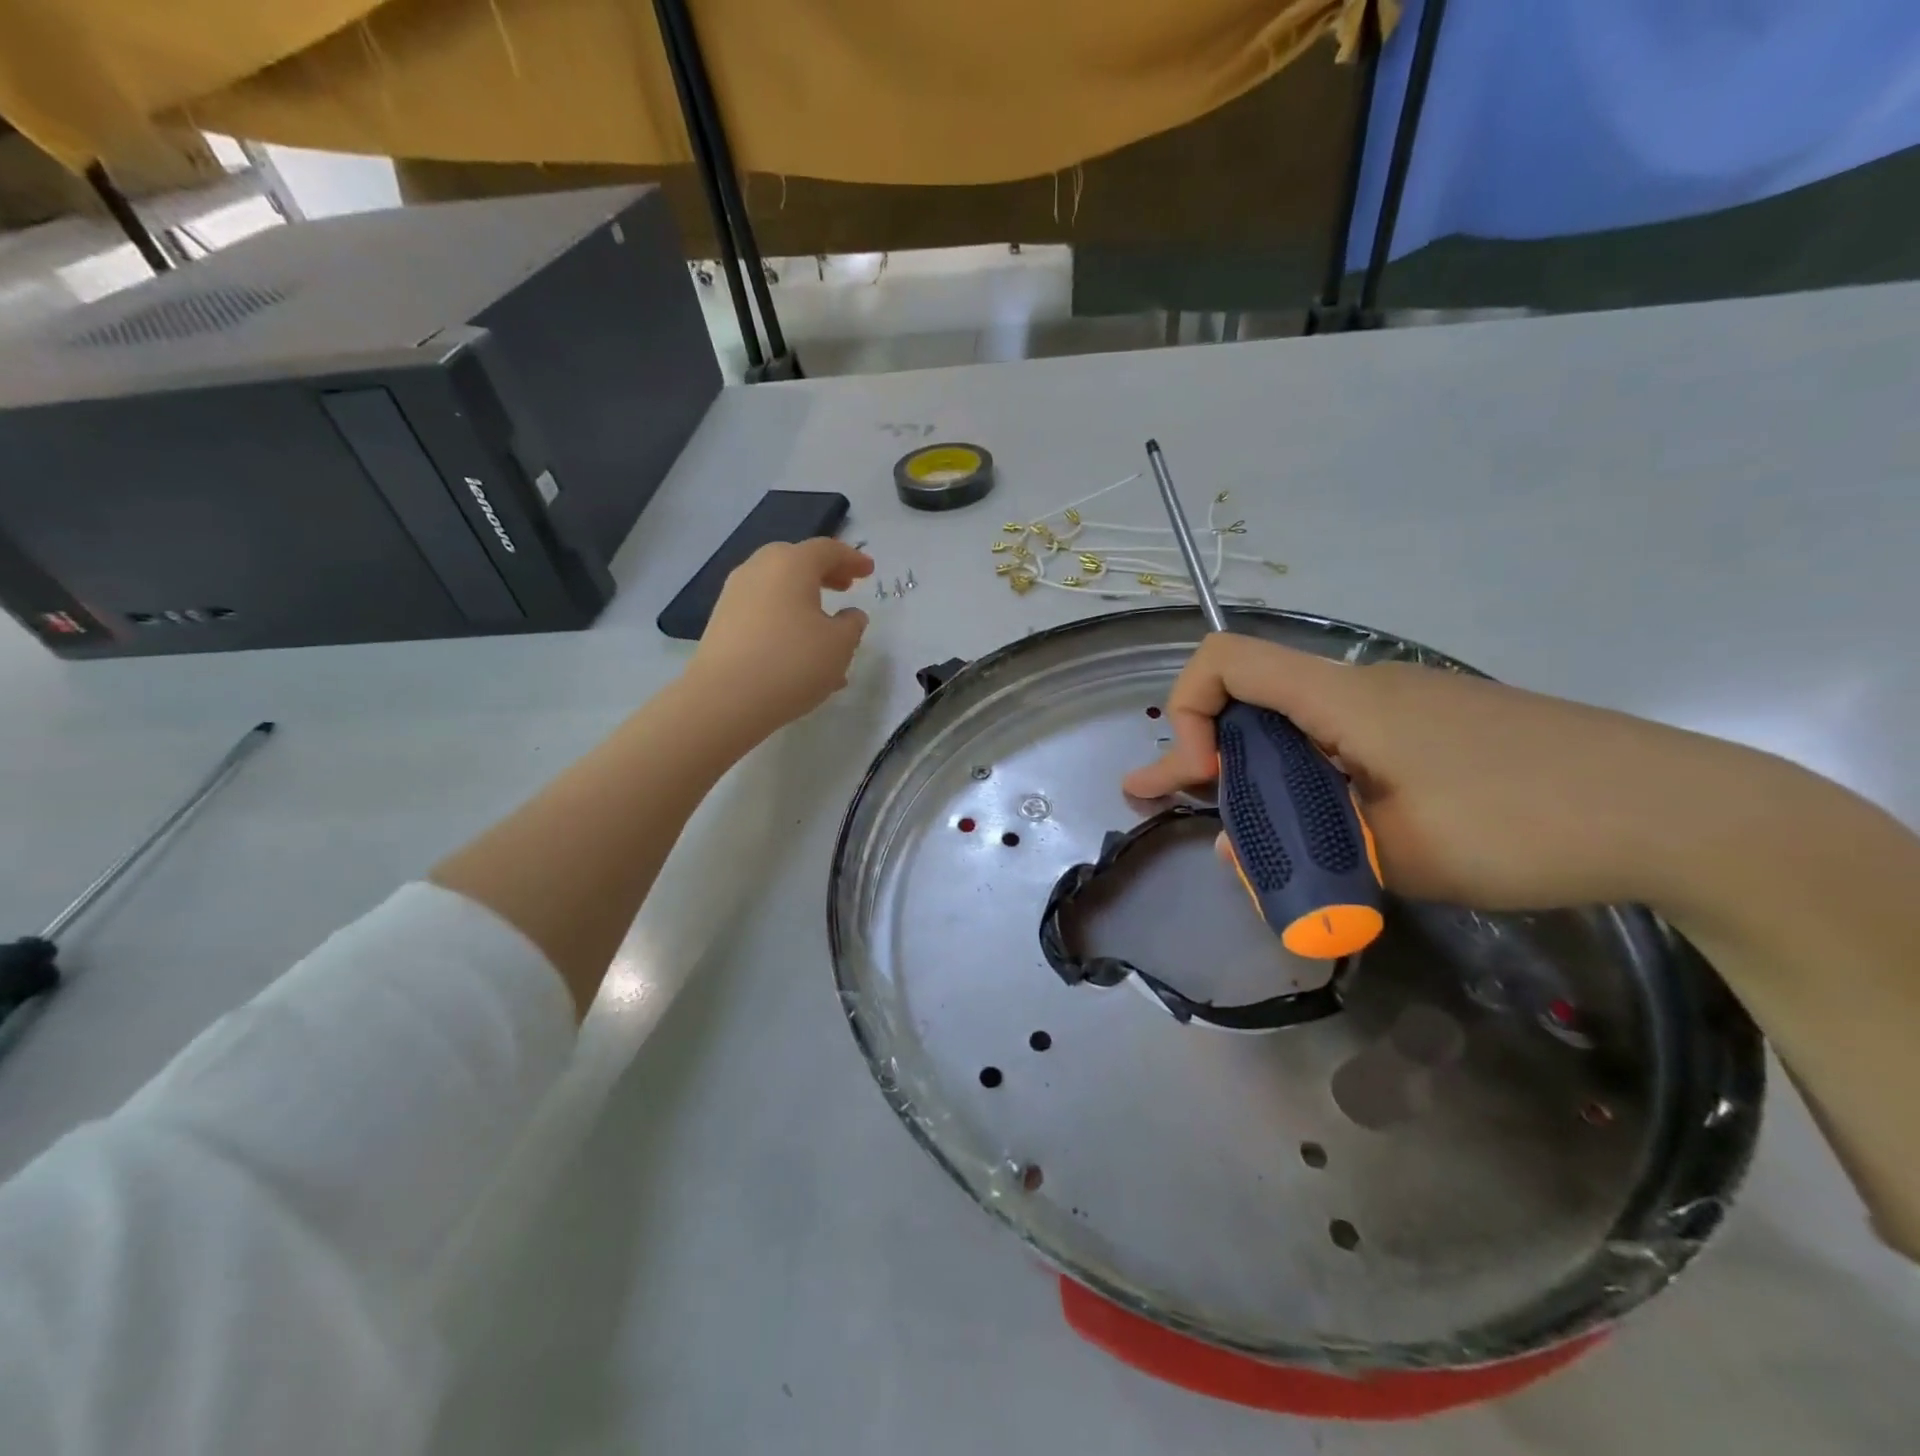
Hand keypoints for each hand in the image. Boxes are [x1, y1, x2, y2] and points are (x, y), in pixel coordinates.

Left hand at [685, 538, 873, 738]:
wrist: (725, 699)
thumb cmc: (793, 663)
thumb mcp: (840, 645)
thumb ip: (852, 624)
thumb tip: (850, 615)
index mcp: (791, 564)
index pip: (827, 550)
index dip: (852, 559)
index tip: (869, 571)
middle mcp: (758, 570)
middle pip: (796, 562)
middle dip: (824, 573)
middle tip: (845, 588)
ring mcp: (734, 595)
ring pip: (778, 589)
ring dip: (804, 602)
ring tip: (825, 630)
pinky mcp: (722, 622)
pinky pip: (763, 612)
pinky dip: (785, 621)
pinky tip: (799, 653)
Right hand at [1122, 633, 1777, 913]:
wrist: (1679, 812)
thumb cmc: (1522, 824)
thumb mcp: (1393, 854)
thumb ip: (1300, 853)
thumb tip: (1236, 853)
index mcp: (1341, 700)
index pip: (1225, 661)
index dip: (1186, 709)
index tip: (1199, 777)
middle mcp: (1360, 690)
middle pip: (1249, 700)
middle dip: (1196, 753)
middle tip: (1155, 799)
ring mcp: (1399, 710)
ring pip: (1293, 728)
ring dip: (1250, 774)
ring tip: (1232, 833)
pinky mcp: (1431, 733)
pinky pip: (1338, 745)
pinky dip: (1302, 781)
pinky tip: (1313, 829)